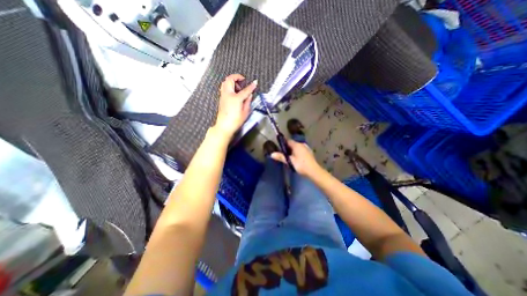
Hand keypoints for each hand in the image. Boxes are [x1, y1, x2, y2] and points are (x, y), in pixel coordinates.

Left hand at [213, 74, 256, 138]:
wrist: (224, 126)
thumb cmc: (236, 121)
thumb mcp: (245, 112)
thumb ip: (248, 101)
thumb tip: (249, 95)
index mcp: (236, 98)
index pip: (245, 90)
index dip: (251, 86)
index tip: (255, 82)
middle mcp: (228, 94)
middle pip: (230, 79)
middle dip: (237, 77)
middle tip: (243, 81)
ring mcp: (223, 96)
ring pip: (225, 82)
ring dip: (232, 81)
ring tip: (238, 88)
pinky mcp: (221, 98)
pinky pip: (224, 87)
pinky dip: (229, 86)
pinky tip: (234, 93)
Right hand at [272, 139, 320, 176]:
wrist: (313, 171)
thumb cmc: (301, 165)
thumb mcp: (290, 161)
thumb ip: (281, 157)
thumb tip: (272, 154)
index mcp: (297, 145)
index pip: (288, 141)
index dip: (283, 144)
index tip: (280, 150)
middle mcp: (302, 144)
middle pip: (293, 144)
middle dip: (288, 149)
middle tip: (285, 156)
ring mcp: (307, 148)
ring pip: (297, 147)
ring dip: (293, 151)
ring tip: (290, 158)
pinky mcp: (309, 152)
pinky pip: (301, 150)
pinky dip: (298, 153)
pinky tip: (298, 160)